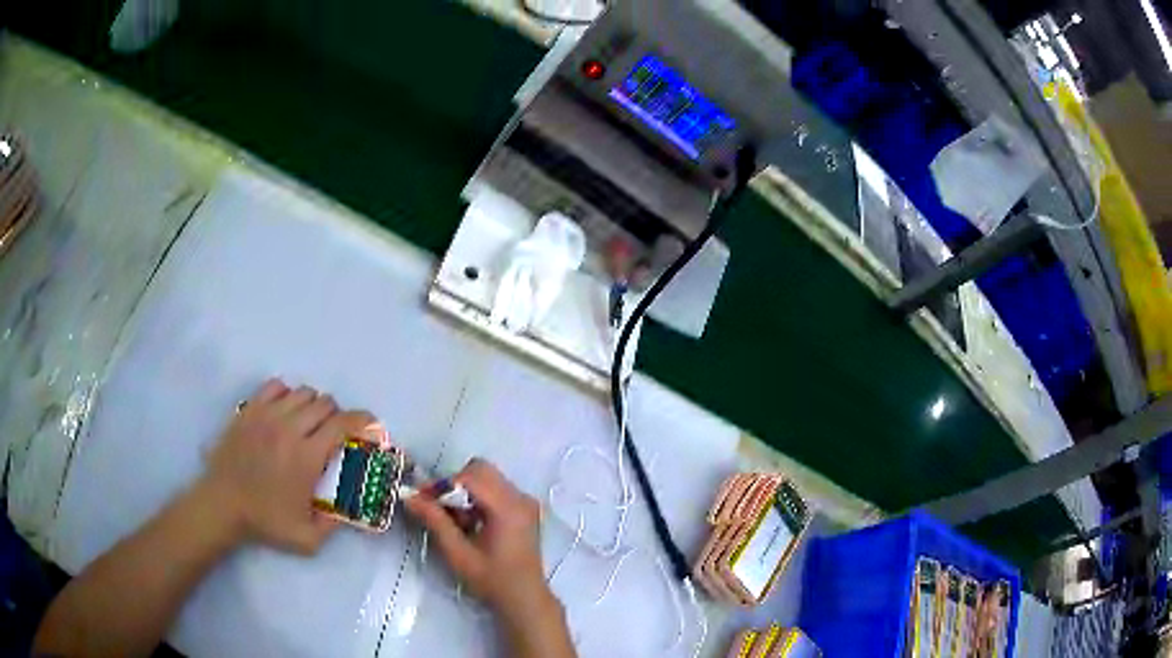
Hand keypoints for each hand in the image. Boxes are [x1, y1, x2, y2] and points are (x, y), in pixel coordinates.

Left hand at [199, 378, 374, 553]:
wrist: (222, 505)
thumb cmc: (265, 521)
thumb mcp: (308, 539)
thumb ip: (335, 524)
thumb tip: (353, 508)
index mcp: (307, 457)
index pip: (343, 424)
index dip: (363, 420)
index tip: (370, 425)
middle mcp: (289, 428)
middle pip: (325, 403)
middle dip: (337, 416)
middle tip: (335, 434)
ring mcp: (267, 415)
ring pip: (303, 392)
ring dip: (314, 405)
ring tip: (309, 423)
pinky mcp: (249, 410)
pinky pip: (276, 386)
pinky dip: (288, 394)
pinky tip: (285, 412)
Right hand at [405, 459, 551, 617]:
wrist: (524, 598)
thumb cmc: (492, 580)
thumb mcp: (458, 554)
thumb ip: (435, 521)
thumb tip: (409, 496)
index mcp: (508, 508)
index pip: (471, 477)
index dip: (442, 484)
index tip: (421, 498)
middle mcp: (520, 498)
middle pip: (481, 471)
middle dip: (454, 484)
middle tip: (437, 507)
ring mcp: (525, 502)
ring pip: (487, 478)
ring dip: (465, 491)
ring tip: (455, 520)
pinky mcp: (525, 508)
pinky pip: (496, 489)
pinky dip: (478, 498)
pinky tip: (470, 522)